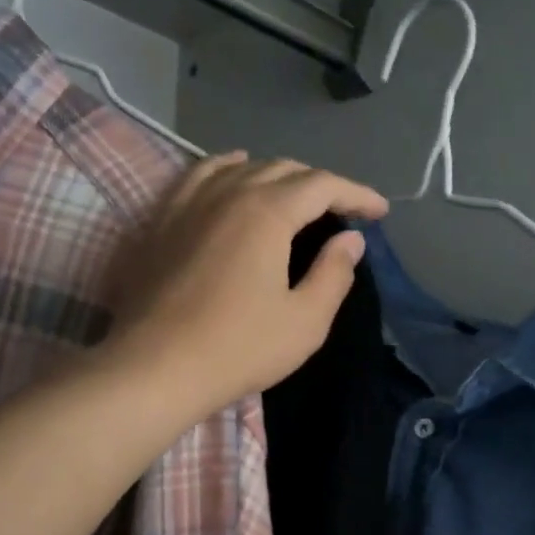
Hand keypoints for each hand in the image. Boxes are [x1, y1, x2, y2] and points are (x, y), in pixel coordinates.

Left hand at [102, 153, 387, 418]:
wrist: (155, 367)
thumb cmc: (238, 349)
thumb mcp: (304, 322)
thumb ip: (333, 274)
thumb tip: (350, 240)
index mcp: (267, 212)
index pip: (322, 185)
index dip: (356, 194)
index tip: (379, 212)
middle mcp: (227, 192)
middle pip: (282, 169)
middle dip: (319, 185)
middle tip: (339, 212)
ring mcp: (187, 202)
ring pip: (239, 168)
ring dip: (274, 175)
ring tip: (291, 194)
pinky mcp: (160, 220)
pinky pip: (199, 176)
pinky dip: (226, 171)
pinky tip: (230, 179)